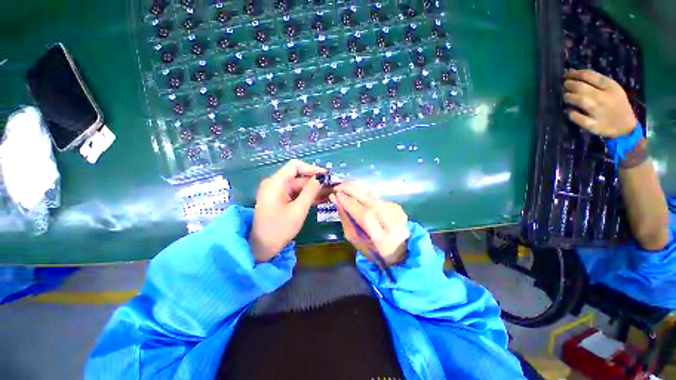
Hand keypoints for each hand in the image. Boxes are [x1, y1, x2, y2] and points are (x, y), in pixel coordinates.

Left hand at [250, 160, 328, 261]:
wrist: (263, 247)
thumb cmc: (279, 229)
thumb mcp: (298, 210)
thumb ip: (310, 191)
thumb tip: (321, 178)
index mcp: (275, 183)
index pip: (295, 166)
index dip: (311, 168)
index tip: (326, 175)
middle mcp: (275, 184)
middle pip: (298, 176)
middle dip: (315, 181)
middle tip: (332, 185)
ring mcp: (277, 192)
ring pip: (299, 186)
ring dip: (313, 189)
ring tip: (330, 192)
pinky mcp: (280, 200)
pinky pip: (296, 194)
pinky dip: (307, 196)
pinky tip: (321, 198)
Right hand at [331, 183, 409, 265]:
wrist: (399, 250)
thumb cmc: (373, 249)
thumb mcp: (356, 240)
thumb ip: (346, 220)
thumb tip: (336, 200)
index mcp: (382, 240)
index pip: (366, 216)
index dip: (350, 204)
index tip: (337, 195)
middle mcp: (393, 225)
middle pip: (372, 202)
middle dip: (353, 191)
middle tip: (339, 186)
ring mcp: (398, 214)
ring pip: (375, 197)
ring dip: (358, 189)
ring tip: (345, 186)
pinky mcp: (398, 207)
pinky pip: (378, 197)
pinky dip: (366, 194)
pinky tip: (358, 194)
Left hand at [563, 69, 636, 137]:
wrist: (626, 127)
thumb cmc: (617, 104)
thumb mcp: (613, 89)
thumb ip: (598, 82)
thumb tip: (576, 74)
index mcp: (611, 87)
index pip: (591, 76)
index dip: (577, 74)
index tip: (568, 74)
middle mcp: (605, 98)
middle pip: (583, 88)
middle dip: (570, 85)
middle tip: (565, 85)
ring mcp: (599, 112)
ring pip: (581, 100)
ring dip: (569, 97)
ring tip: (565, 96)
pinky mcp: (595, 125)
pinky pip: (580, 119)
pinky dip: (573, 114)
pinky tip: (569, 111)